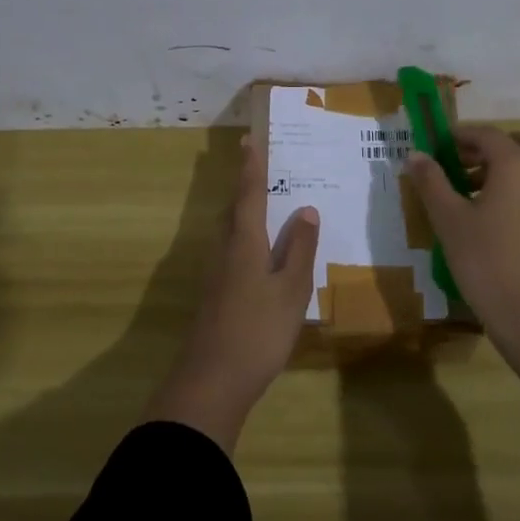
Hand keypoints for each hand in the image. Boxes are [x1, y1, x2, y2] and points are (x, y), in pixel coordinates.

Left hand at [143, 139, 319, 452]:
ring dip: (244, 211)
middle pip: (235, 209)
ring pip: (231, 230)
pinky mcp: (215, 294)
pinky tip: (261, 252)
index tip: (250, 139)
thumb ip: (300, 249)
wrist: (212, 380)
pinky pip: (232, 250)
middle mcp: (225, 249)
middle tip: (261, 165)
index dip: (251, 166)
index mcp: (245, 241)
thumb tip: (306, 210)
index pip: (249, 193)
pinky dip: (246, 237)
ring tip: (266, 202)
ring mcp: (216, 273)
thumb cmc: (258, 330)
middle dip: (246, 185)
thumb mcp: (291, 290)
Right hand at [409, 127, 519, 438]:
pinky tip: (488, 215)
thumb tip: (415, 154)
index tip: (434, 146)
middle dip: (486, 147)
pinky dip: (516, 186)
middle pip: (516, 143)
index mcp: (517, 164)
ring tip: (466, 191)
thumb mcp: (450, 220)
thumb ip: (432, 182)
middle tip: (456, 164)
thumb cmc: (487, 262)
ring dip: (501, 166)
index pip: (486, 134)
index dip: (458, 135)